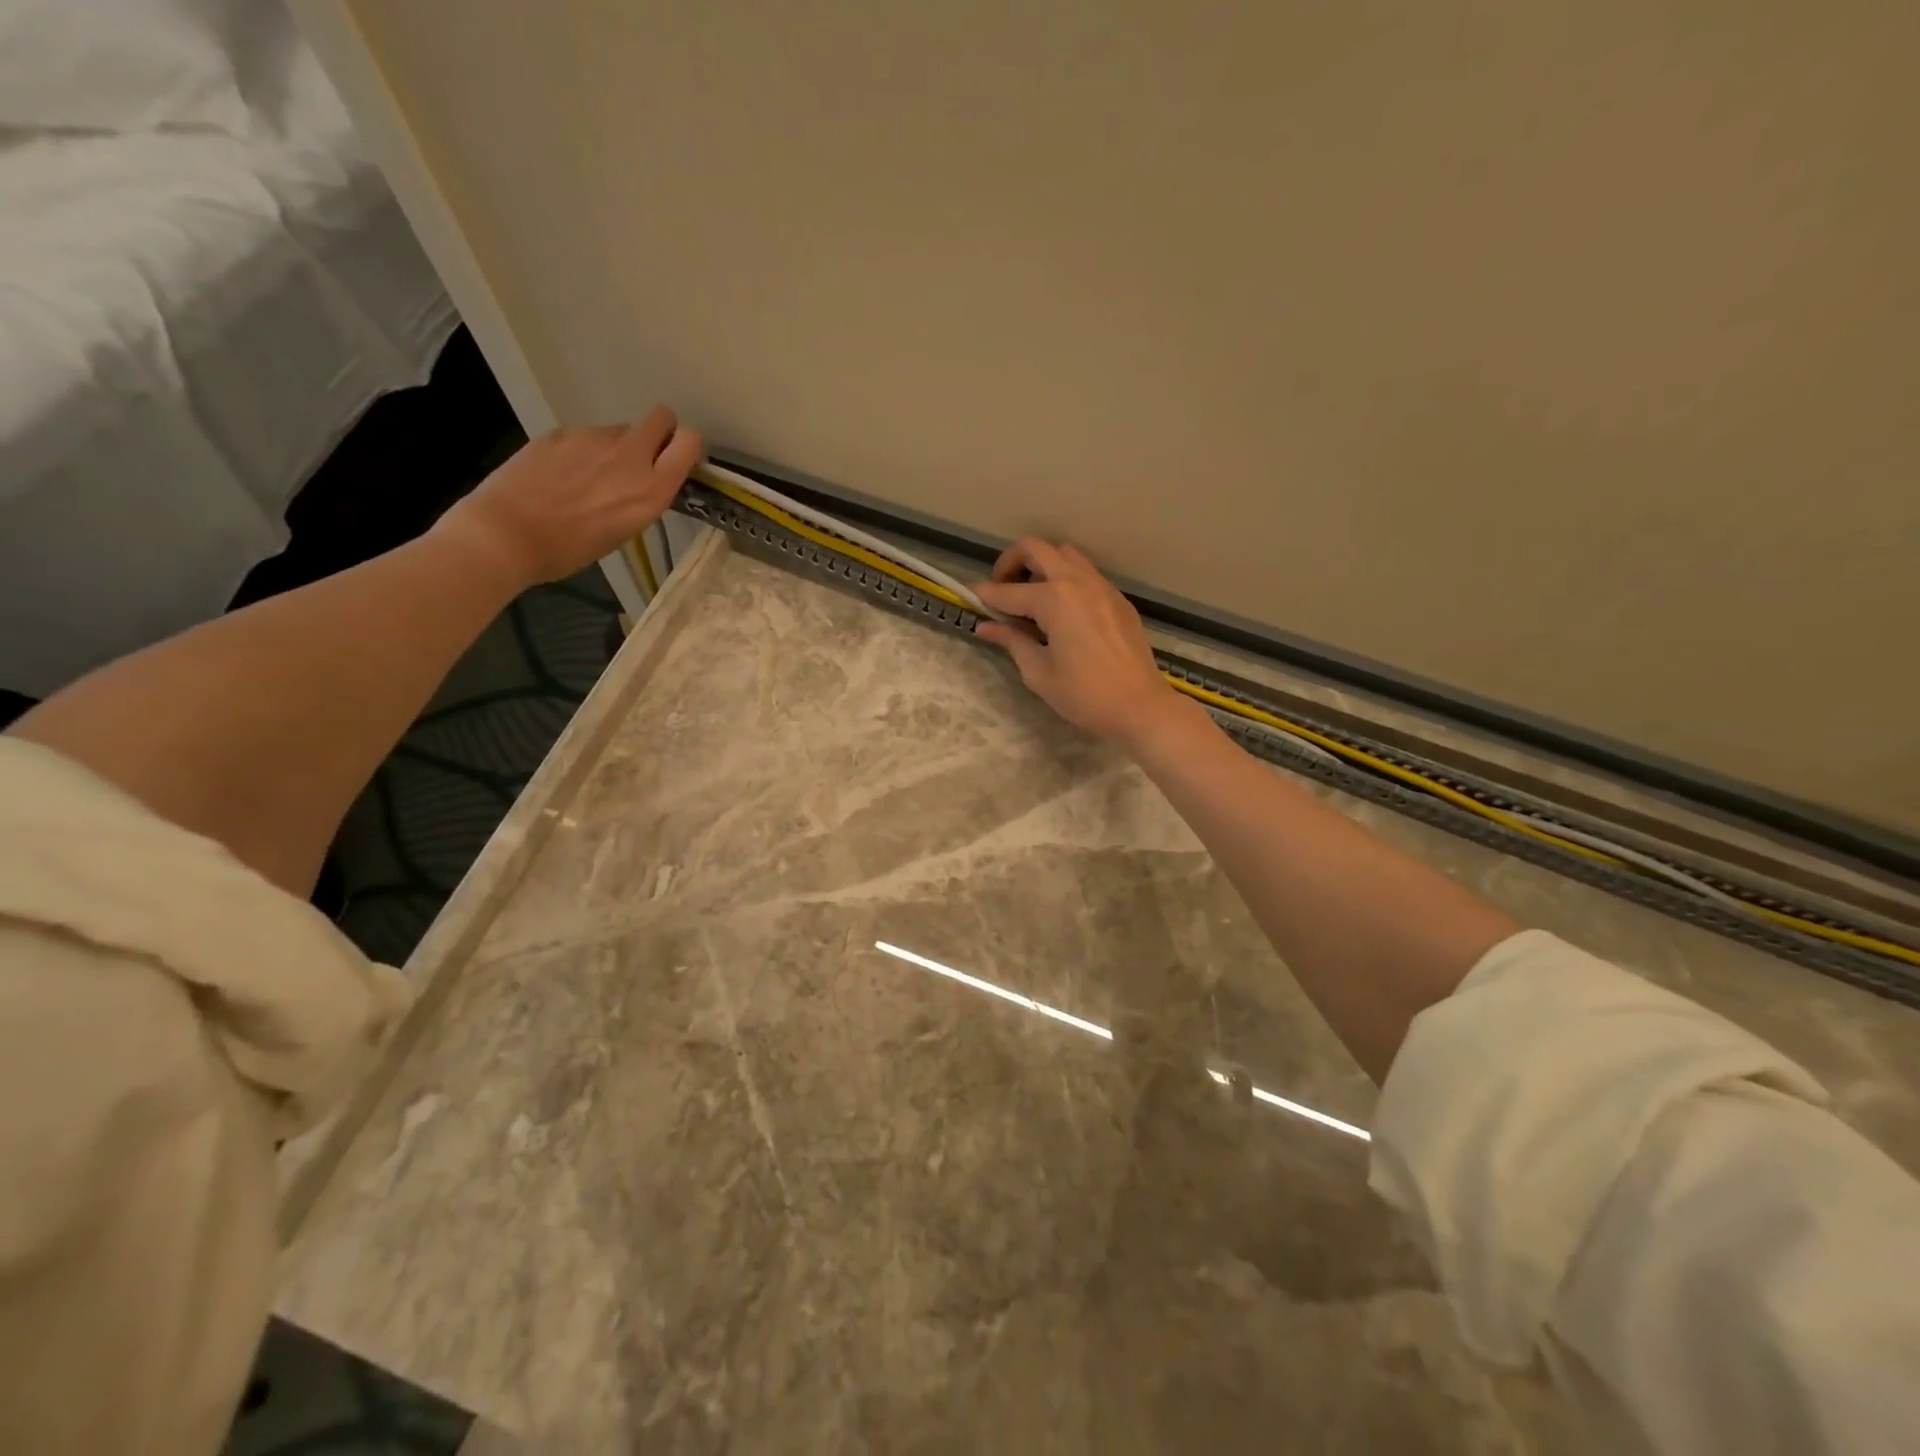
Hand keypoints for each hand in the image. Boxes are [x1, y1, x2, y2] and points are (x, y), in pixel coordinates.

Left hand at [434, 408, 702, 587]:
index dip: (685, 447)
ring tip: (589, 479)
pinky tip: (560, 476)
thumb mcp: (626, 529)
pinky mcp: (560, 432)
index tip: (675, 461)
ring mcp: (592, 438)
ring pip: (619, 431)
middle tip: (641, 458)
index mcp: (651, 488)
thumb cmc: (572, 549)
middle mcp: (629, 456)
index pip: (689, 442)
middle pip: (661, 418)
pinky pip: (584, 436)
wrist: (507, 534)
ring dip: (614, 448)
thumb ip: (643, 494)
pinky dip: (580, 451)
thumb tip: (643, 476)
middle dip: (659, 432)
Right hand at [973, 538, 1188, 748]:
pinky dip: (1066, 578)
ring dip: (1041, 565)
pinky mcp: (1117, 598)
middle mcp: (1077, 581)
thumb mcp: (1039, 672)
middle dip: (1011, 562)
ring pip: (1065, 554)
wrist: (1140, 706)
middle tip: (1001, 588)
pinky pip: (1086, 573)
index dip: (984, 594)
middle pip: (1036, 549)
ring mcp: (1101, 586)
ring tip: (1031, 595)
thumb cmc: (1084, 695)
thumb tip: (985, 627)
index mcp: (1053, 600)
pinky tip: (1062, 610)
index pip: (1007, 591)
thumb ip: (1011, 641)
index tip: (968, 595)